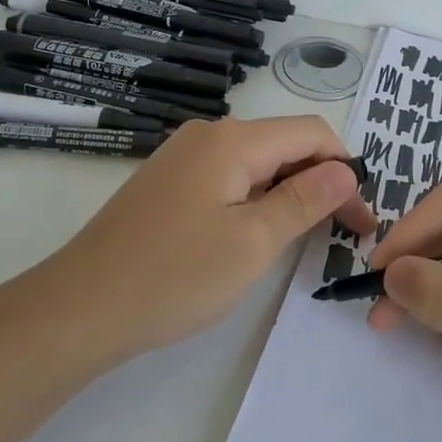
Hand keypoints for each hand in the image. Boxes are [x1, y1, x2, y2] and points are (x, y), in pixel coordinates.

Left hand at [36, 116, 376, 368]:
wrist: (79, 308)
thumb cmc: (175, 276)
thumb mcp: (253, 242)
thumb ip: (305, 200)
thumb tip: (346, 169)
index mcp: (233, 140)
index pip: (311, 133)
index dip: (346, 170)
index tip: (362, 220)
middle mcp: (208, 135)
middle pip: (283, 144)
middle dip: (319, 182)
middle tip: (341, 234)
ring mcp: (183, 156)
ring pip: (256, 162)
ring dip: (288, 192)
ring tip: (302, 238)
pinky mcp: (168, 182)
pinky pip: (228, 177)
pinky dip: (255, 199)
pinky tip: (254, 234)